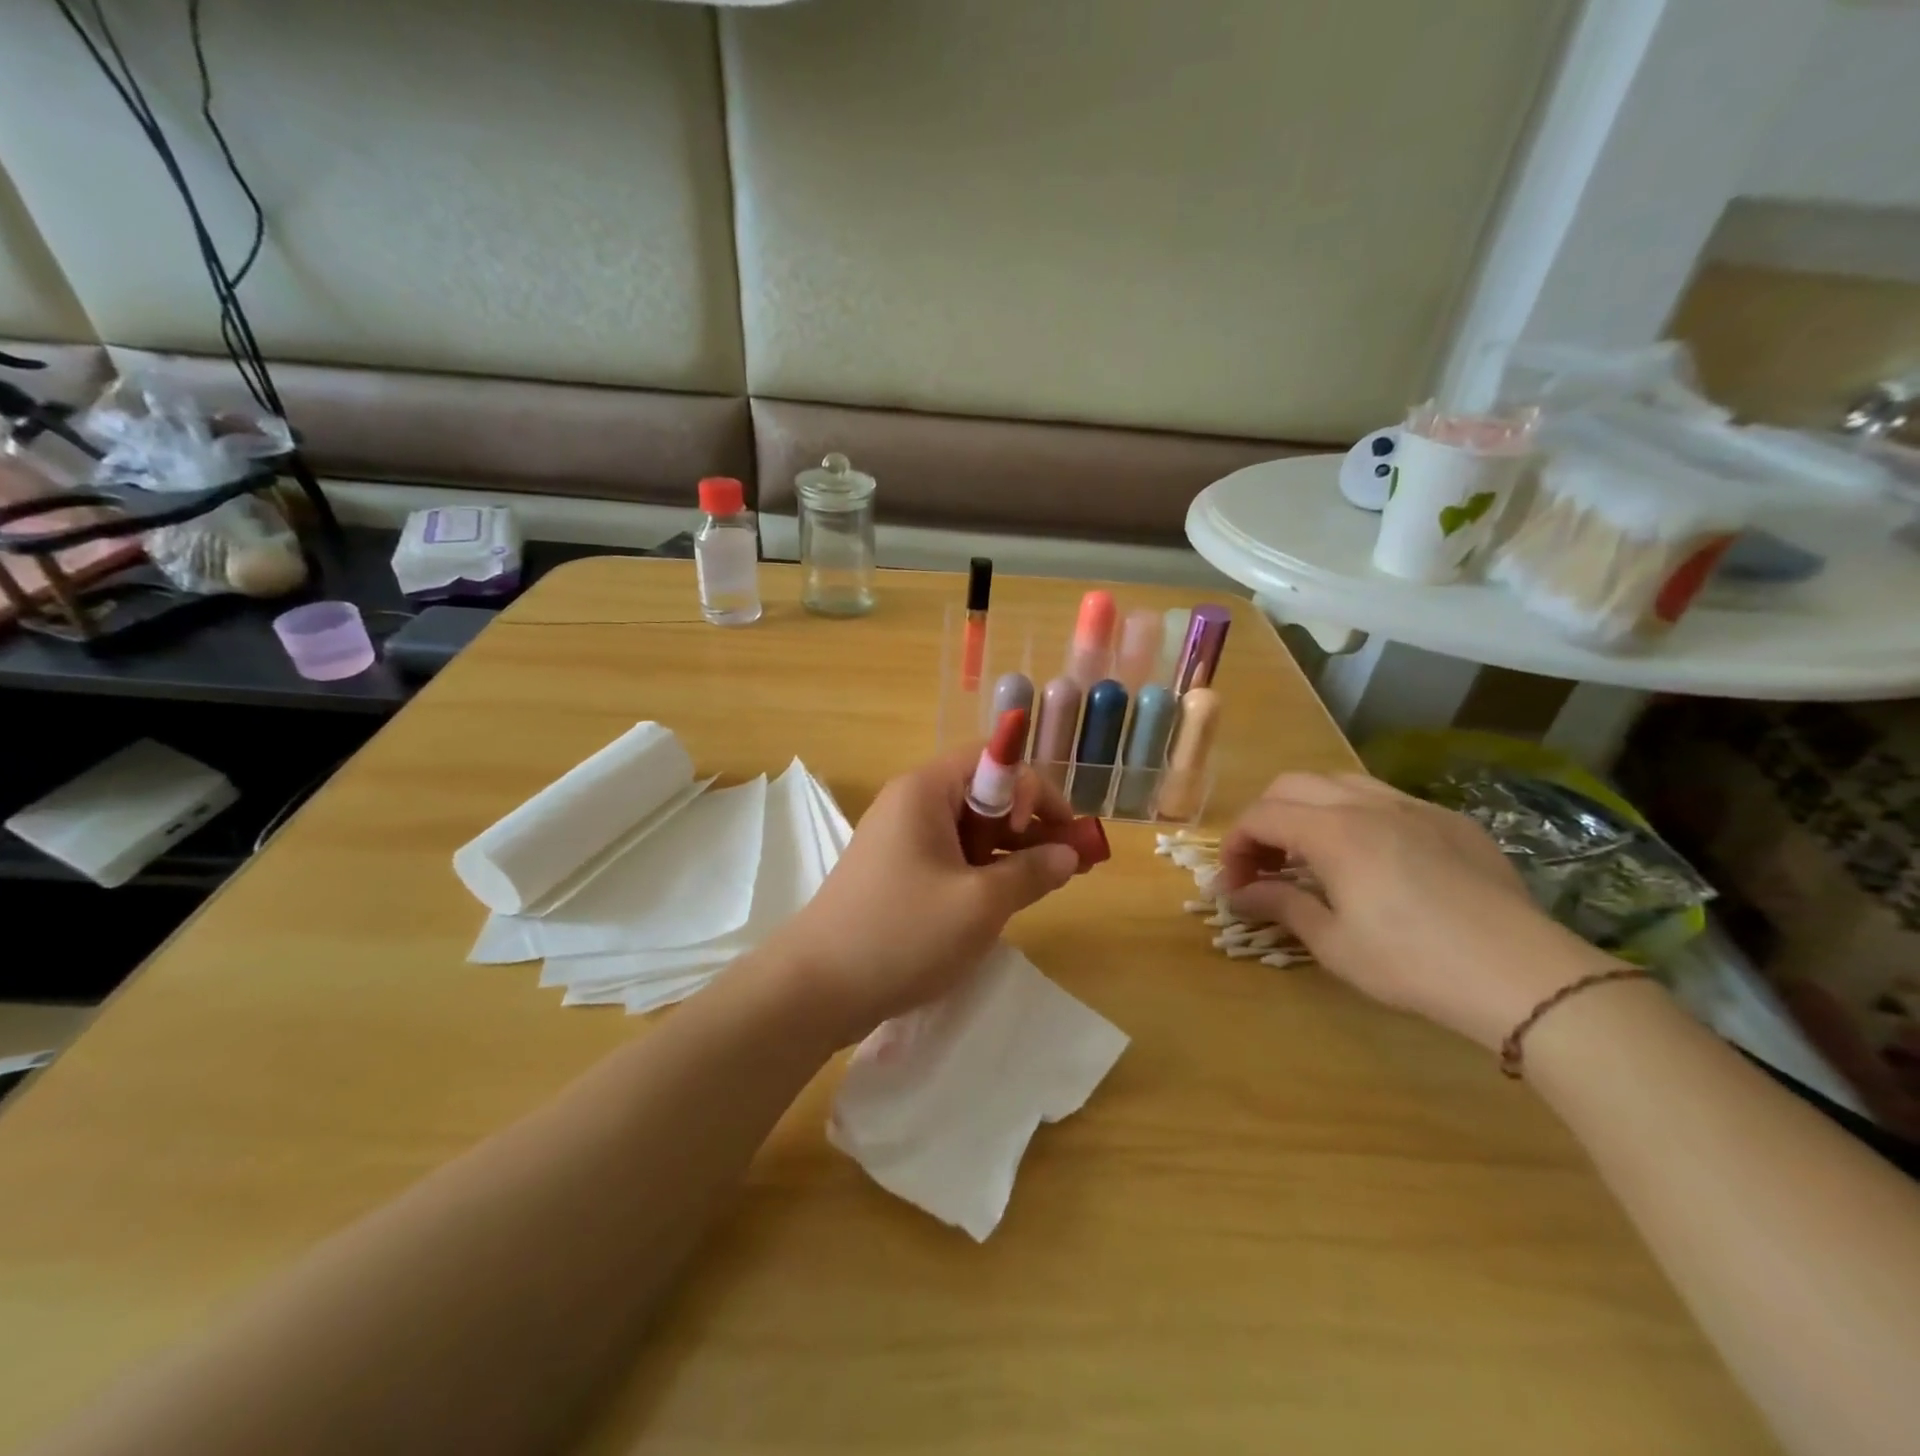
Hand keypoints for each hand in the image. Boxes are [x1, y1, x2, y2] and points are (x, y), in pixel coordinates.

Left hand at [766, 748, 1081, 1044]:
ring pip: (971, 829)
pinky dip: (985, 871)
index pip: (993, 759)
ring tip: (1050, 882)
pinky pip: (953, 857)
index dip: (1034, 788)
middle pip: (984, 793)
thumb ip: (1031, 873)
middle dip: (1031, 822)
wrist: (815, 989)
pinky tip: (1008, 898)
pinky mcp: (898, 874)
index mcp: (925, 791)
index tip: (1062, 833)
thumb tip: (1069, 854)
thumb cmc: (901, 934)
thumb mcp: (980, 905)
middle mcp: (912, 804)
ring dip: (1012, 849)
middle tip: (1069, 862)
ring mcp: (902, 840)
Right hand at [1215, 772, 1621, 1050]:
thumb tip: (1238, 893)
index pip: (1261, 817)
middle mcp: (1368, 804)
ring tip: (1310, 853)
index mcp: (1334, 831)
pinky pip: (1387, 799)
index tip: (1234, 883)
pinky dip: (1357, 816)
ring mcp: (1415, 807)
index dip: (1235, 845)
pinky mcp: (1452, 821)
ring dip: (1309, 809)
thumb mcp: (1334, 943)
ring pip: (1341, 782)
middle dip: (1265, 820)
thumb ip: (1280, 905)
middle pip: (1293, 786)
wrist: (1524, 976)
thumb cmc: (1413, 964)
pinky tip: (1371, 858)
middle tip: (1264, 865)